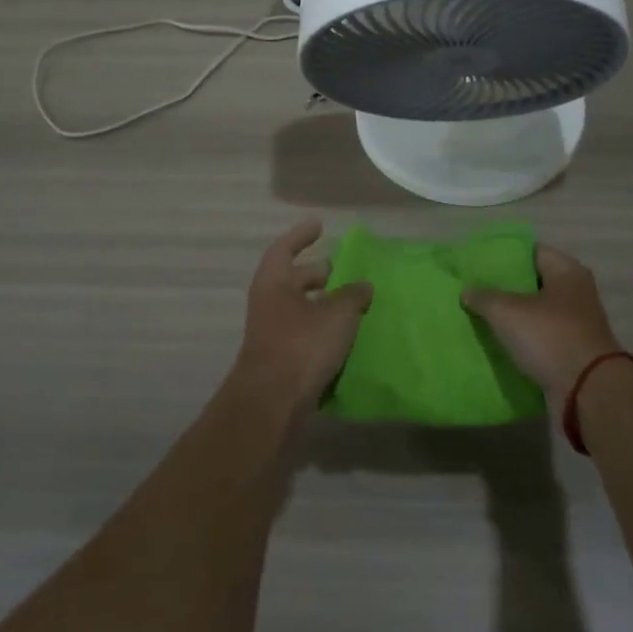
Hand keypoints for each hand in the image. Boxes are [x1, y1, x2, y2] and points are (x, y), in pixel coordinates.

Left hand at [235, 219, 372, 410]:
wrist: (272, 404)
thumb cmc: (301, 345)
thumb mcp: (337, 314)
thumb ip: (353, 295)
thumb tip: (363, 285)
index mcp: (274, 282)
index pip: (285, 248)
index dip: (301, 236)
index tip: (320, 227)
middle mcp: (269, 303)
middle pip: (293, 280)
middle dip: (318, 274)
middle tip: (344, 272)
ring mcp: (272, 333)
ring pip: (300, 309)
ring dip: (323, 305)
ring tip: (353, 305)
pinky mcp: (281, 360)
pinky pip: (304, 335)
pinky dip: (322, 330)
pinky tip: (345, 336)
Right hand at [464, 244, 620, 410]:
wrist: (588, 393)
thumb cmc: (550, 337)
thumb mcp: (508, 312)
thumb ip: (484, 297)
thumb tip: (467, 291)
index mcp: (567, 271)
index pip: (532, 251)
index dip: (505, 255)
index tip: (479, 263)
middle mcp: (576, 293)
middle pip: (534, 283)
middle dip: (505, 288)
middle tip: (474, 290)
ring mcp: (576, 325)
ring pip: (536, 314)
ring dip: (512, 317)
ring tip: (479, 317)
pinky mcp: (571, 353)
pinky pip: (540, 340)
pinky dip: (522, 341)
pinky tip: (496, 344)